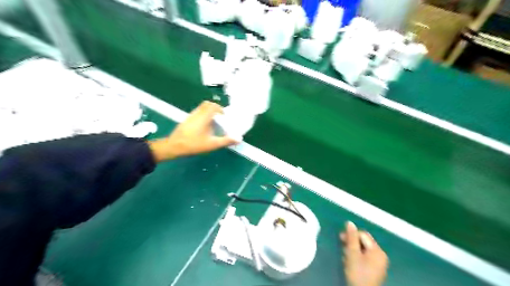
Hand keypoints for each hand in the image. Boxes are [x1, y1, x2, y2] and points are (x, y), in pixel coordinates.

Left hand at [149, 102, 237, 161]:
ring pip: (201, 108)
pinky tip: (204, 126)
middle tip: (220, 118)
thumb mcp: (212, 144)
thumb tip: (239, 139)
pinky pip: (197, 113)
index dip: (220, 109)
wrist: (174, 146)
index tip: (224, 116)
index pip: (213, 106)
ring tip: (213, 122)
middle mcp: (197, 113)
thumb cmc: (194, 144)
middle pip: (207, 104)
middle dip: (215, 108)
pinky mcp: (186, 120)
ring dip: (208, 112)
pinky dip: (203, 115)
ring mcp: (190, 116)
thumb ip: (225, 141)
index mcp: (204, 116)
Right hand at [340, 223, 388, 285]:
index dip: (351, 235)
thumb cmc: (357, 273)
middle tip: (342, 248)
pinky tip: (349, 263)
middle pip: (363, 242)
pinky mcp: (374, 269)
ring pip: (362, 250)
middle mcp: (380, 255)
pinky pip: (364, 257)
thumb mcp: (352, 254)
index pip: (363, 235)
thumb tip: (349, 222)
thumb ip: (351, 238)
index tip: (340, 238)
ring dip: (352, 251)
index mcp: (378, 251)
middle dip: (351, 244)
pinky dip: (356, 257)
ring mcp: (378, 263)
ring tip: (345, 258)